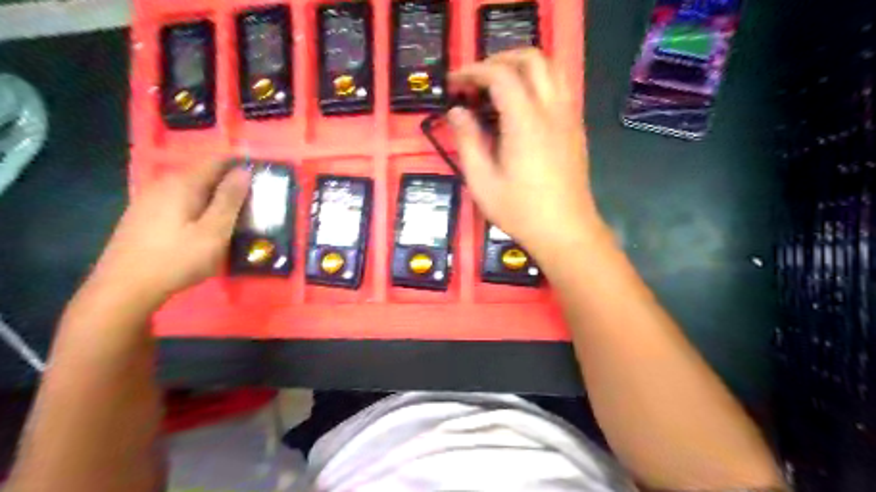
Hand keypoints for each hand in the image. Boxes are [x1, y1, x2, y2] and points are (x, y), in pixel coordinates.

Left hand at [91, 159, 249, 300]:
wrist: (124, 289)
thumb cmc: (177, 260)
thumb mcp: (214, 232)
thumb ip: (230, 200)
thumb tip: (244, 171)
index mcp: (183, 184)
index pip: (217, 161)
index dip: (241, 165)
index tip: (261, 178)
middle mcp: (163, 184)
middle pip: (204, 174)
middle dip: (229, 184)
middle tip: (252, 204)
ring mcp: (149, 199)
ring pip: (191, 189)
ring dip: (214, 198)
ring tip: (232, 218)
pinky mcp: (143, 215)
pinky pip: (179, 202)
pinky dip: (198, 207)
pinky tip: (203, 228)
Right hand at [447, 47, 605, 261]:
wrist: (565, 231)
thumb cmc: (520, 211)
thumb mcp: (482, 182)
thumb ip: (467, 141)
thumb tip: (457, 112)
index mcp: (525, 122)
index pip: (500, 75)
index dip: (474, 71)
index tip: (455, 83)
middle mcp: (552, 110)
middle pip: (532, 58)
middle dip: (500, 59)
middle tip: (477, 79)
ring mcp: (569, 117)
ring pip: (552, 68)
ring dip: (523, 67)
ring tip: (499, 86)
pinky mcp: (576, 128)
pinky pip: (561, 87)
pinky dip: (539, 82)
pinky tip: (522, 106)